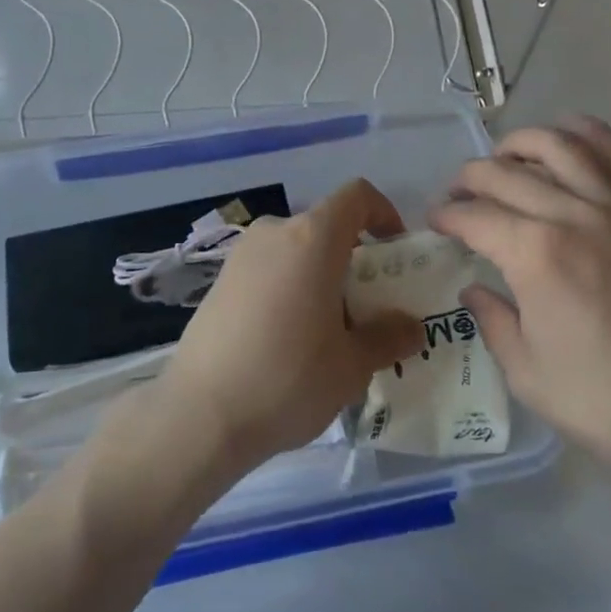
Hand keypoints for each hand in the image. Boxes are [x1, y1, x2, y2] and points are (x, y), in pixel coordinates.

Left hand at [156, 179, 423, 470]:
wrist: (200, 415)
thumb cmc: (288, 378)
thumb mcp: (352, 365)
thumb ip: (388, 338)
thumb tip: (410, 327)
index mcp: (313, 238)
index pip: (356, 196)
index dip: (383, 213)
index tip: (395, 251)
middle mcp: (275, 233)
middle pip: (326, 227)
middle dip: (354, 259)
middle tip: (369, 307)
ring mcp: (241, 256)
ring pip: (296, 251)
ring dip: (320, 276)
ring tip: (330, 331)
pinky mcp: (219, 282)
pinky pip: (269, 270)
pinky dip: (289, 288)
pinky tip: (288, 340)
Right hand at [428, 116, 610, 496]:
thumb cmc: (604, 401)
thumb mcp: (527, 372)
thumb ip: (491, 320)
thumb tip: (473, 288)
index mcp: (535, 255)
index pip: (475, 216)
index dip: (447, 216)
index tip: (434, 222)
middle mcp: (573, 216)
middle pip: (507, 174)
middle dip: (470, 178)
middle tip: (457, 196)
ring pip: (560, 146)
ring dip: (521, 142)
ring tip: (503, 157)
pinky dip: (589, 134)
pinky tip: (568, 133)